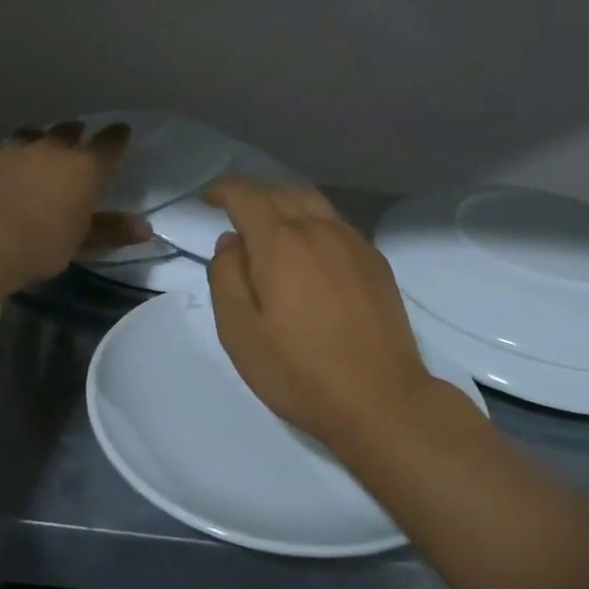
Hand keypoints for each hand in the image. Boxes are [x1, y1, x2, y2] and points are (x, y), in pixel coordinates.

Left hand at [0, 122, 149, 283]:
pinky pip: (2, 152)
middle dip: (75, 133)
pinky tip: (4, 170)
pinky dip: (9, 158)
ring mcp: (15, 151)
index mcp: (84, 167)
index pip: (108, 144)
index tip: (122, 131)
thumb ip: (112, 230)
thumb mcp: (83, 241)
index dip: (117, 137)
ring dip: (39, 140)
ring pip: (32, 135)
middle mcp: (52, 150)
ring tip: (38, 148)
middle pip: (68, 132)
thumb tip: (146, 228)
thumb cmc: (43, 242)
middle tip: (77, 137)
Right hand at [204, 179, 440, 449]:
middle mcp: (319, 230)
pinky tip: (309, 249)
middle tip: (234, 212)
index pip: (246, 196)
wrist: (380, 399)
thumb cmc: (300, 372)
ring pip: (313, 202)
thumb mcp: (240, 333)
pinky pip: (336, 223)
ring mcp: (353, 243)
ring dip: (284, 202)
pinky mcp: (375, 261)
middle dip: (253, 194)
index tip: (207, 198)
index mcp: (281, 243)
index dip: (222, 190)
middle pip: (281, 192)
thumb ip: (226, 277)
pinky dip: (313, 221)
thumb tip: (231, 242)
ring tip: (270, 224)